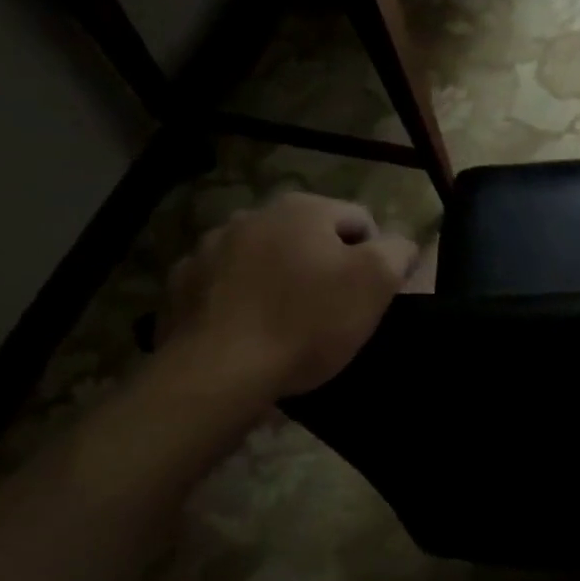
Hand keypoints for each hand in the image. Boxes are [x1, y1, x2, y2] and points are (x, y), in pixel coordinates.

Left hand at [163, 192, 419, 397]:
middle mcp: (253, 215)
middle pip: (309, 237)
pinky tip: (250, 329)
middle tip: (334, 310)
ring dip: (281, 278)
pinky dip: (241, 298)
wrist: (220, 371)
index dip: (376, 257)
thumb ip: (397, 251)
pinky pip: (226, 284)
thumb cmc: (308, 321)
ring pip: (265, 257)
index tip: (372, 296)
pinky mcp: (181, 284)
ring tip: (289, 322)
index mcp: (303, 209)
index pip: (360, 221)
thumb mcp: (376, 282)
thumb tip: (399, 245)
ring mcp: (209, 248)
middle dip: (325, 265)